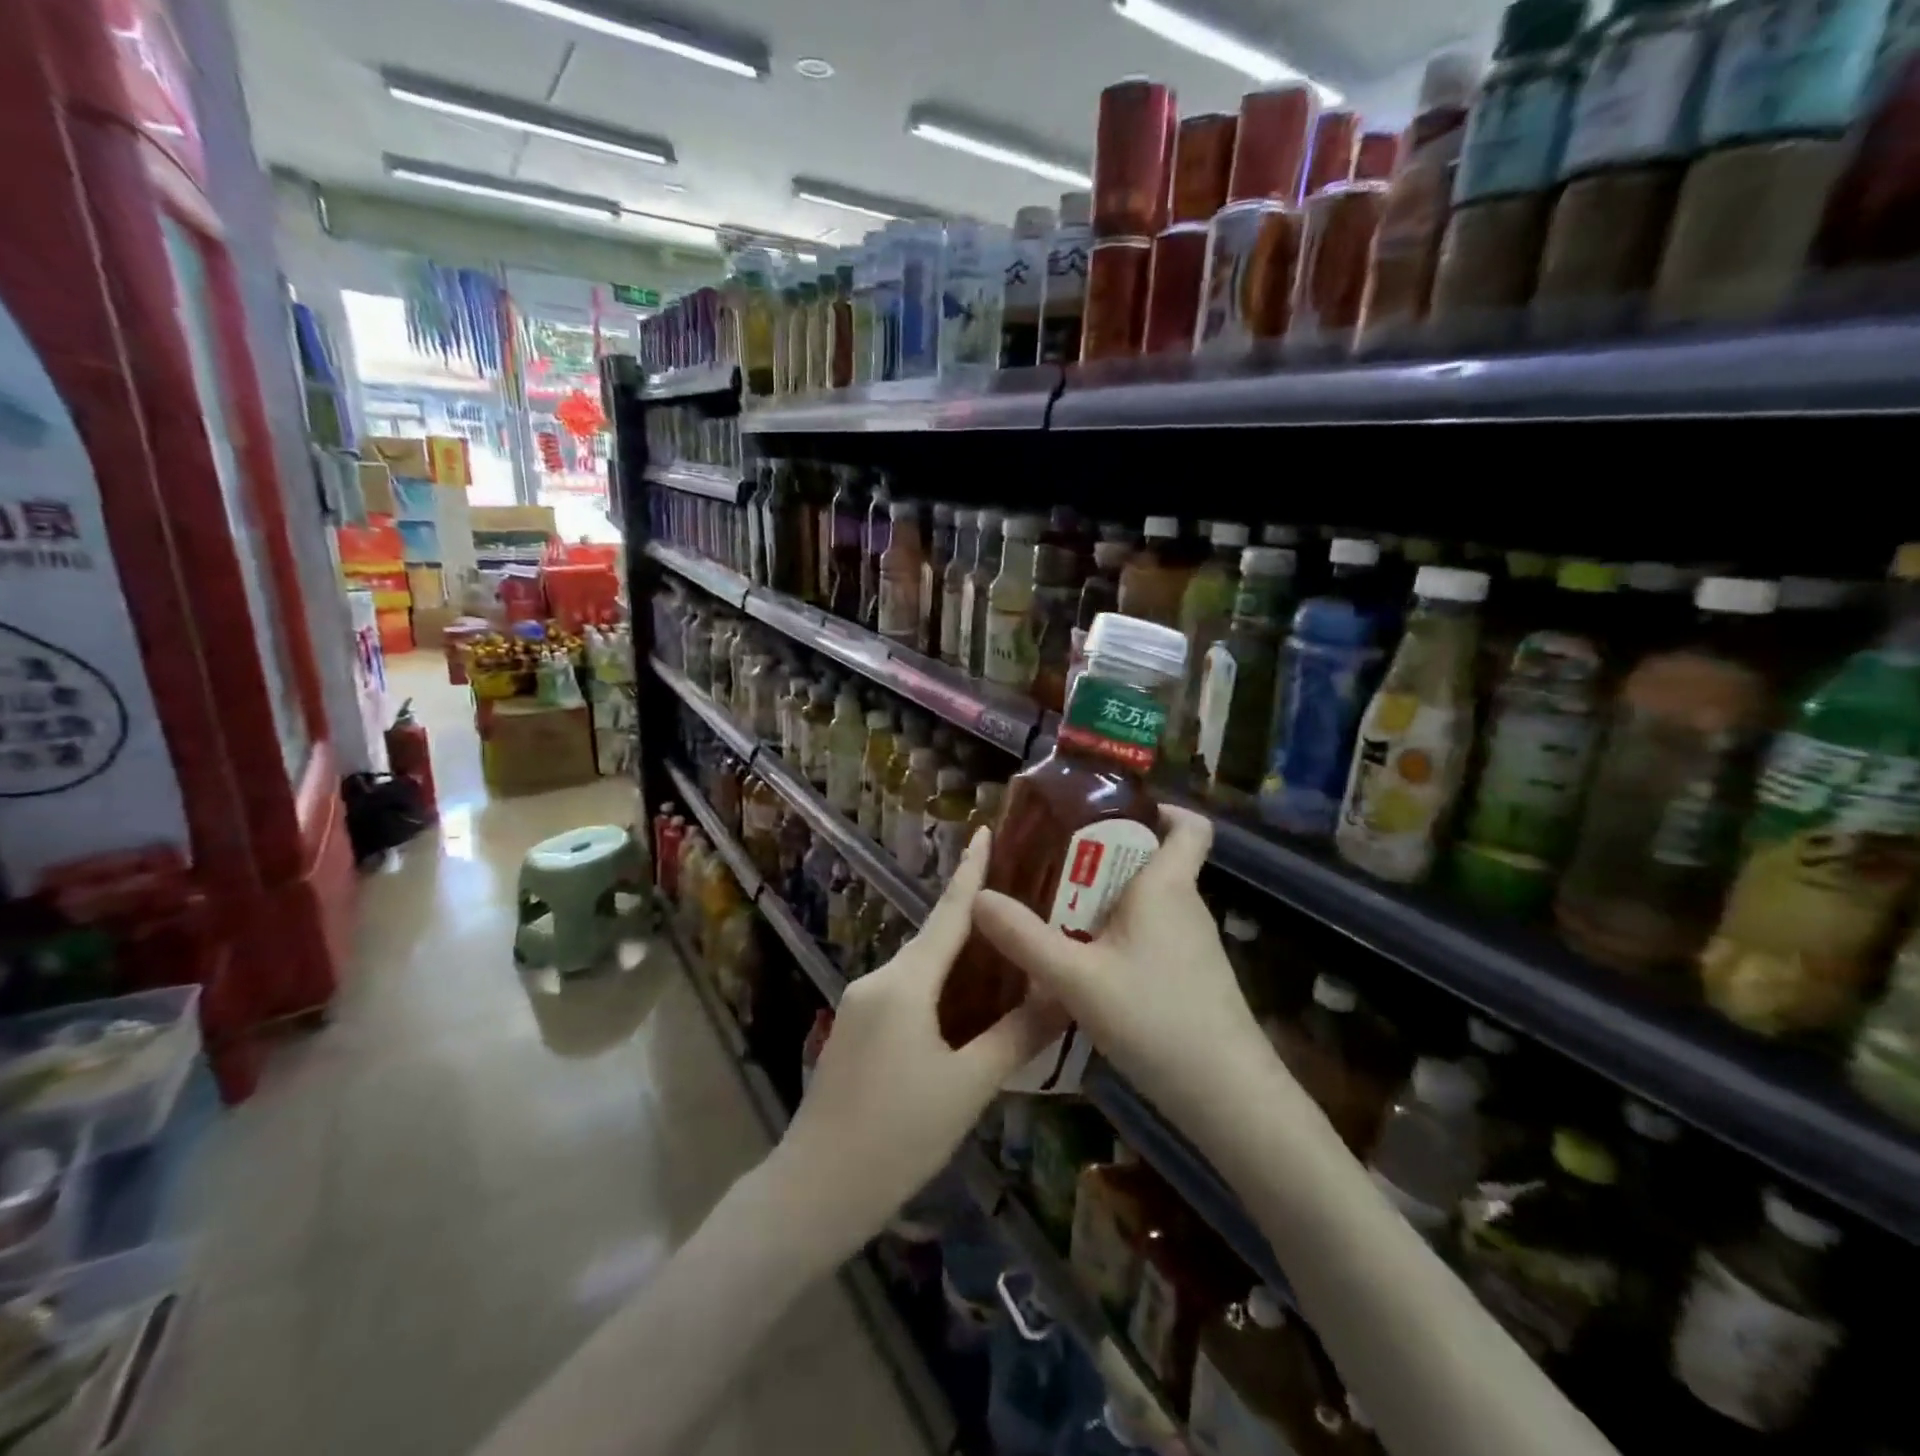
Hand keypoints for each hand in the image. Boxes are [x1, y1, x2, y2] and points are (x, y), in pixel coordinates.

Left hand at [764, 828, 1064, 1267]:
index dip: (969, 872)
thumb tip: (1061, 995)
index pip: (947, 914)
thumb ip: (1016, 1035)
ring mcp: (859, 1004)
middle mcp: (878, 979)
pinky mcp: (853, 1029)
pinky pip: (904, 993)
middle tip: (1021, 909)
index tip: (982, 832)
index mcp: (906, 982)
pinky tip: (964, 1010)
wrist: (814, 1190)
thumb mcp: (968, 1086)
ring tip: (1004, 961)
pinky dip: (937, 989)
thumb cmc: (897, 1136)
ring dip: (958, 963)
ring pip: (920, 970)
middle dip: (974, 922)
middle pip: (934, 940)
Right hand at [970, 805, 1270, 1124]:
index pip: (1190, 825)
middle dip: (1104, 858)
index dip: (1161, 809)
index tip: (1112, 814)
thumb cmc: (1156, 1018)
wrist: (1226, 1096)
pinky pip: (1150, 936)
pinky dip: (1118, 936)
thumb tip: (977, 897)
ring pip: (1147, 903)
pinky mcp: (1190, 977)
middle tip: (1051, 868)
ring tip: (1054, 915)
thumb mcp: (1076, 978)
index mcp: (1166, 886)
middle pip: (1152, 861)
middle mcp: (1184, 905)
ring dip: (1106, 902)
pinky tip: (1084, 968)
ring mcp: (1191, 944)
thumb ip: (1024, 938)